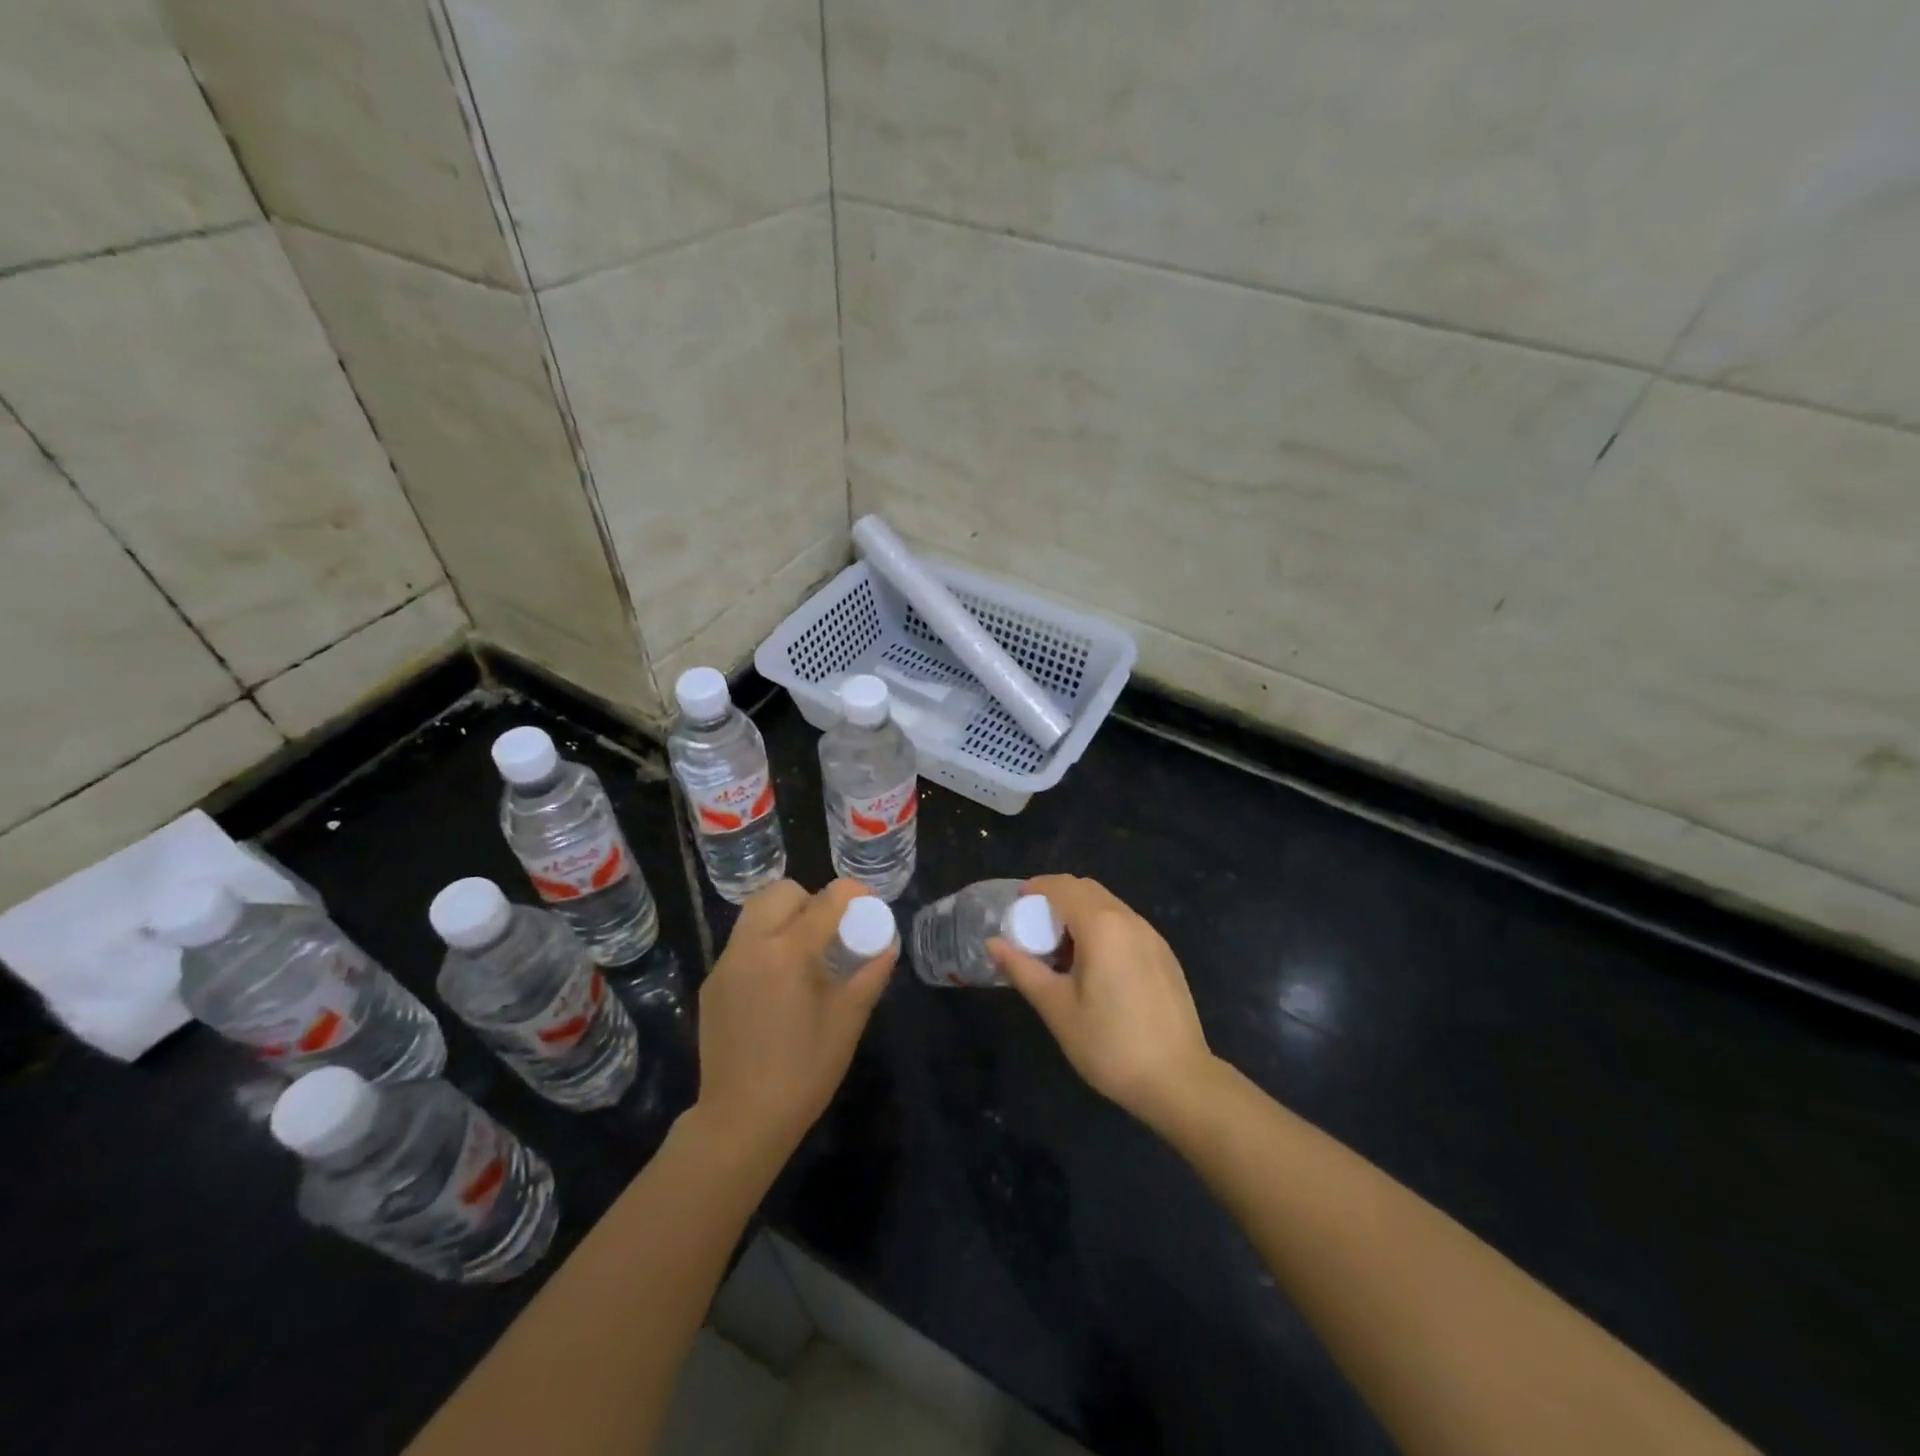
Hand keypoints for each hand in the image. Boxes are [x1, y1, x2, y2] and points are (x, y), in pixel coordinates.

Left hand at [692, 879, 895, 1165]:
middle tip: (832, 929)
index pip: (825, 902)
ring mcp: (726, 963)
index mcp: (788, 952)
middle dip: (811, 899)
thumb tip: (887, 946)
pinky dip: (765, 943)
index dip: (852, 894)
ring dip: (785, 917)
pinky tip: (779, 982)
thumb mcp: (847, 1021)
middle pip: (781, 892)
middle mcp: (751, 946)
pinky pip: (742, 943)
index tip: (868, 902)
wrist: (740, 1120)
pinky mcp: (712, 983)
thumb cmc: (803, 1072)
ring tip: (806, 952)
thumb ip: (870, 975)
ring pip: (755, 913)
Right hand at [989, 875, 1214, 1130]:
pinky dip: (1102, 928)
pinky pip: (1126, 925)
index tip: (1014, 908)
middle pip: (1086, 889)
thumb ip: (1023, 969)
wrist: (1179, 1080)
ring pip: (1108, 905)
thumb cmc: (1110, 1044)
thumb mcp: (1057, 1008)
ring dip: (1080, 913)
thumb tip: (993, 943)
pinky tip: (1095, 967)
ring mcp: (1152, 936)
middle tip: (1033, 930)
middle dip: (1056, 899)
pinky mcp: (1165, 955)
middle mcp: (1129, 919)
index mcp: (1101, 925)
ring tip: (1060, 951)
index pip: (1061, 887)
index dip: (1034, 890)